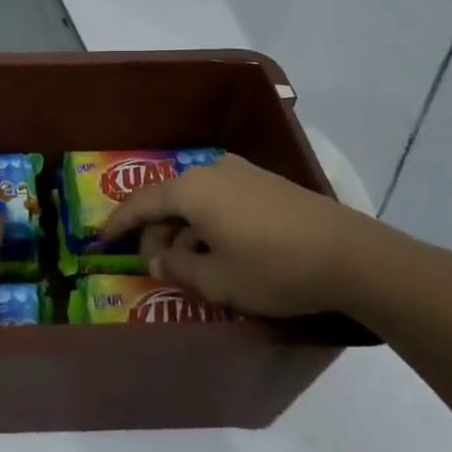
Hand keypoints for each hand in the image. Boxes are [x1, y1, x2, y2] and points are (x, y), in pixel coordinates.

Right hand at [100, 153, 433, 317]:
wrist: (352, 256)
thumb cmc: (274, 269)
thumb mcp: (217, 281)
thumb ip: (177, 268)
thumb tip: (155, 258)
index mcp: (191, 189)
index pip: (141, 203)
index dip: (117, 224)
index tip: (99, 241)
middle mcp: (212, 170)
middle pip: (169, 200)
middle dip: (156, 232)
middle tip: (155, 265)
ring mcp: (242, 173)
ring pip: (196, 200)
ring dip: (185, 229)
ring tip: (191, 264)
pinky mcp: (267, 183)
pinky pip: (221, 199)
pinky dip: (209, 222)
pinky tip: (222, 249)